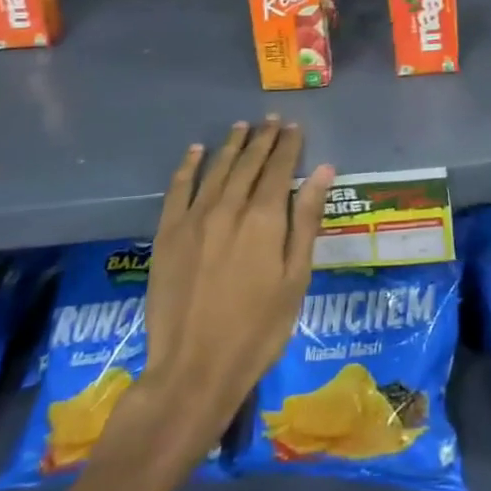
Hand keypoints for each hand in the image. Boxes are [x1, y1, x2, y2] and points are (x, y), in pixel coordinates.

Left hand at [137, 117, 335, 459]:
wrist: (193, 369)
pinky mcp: (167, 235)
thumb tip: (323, 170)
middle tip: (272, 120)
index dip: (288, 145)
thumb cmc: (258, 329)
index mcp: (263, 218)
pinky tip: (195, 152)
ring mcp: (193, 219)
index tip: (295, 127)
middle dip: (262, 139)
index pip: (279, 168)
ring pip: (216, 170)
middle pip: (248, 163)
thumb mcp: (295, 277)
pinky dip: (188, 167)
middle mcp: (228, 207)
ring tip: (242, 126)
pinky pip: (178, 189)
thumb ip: (306, 219)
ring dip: (230, 145)